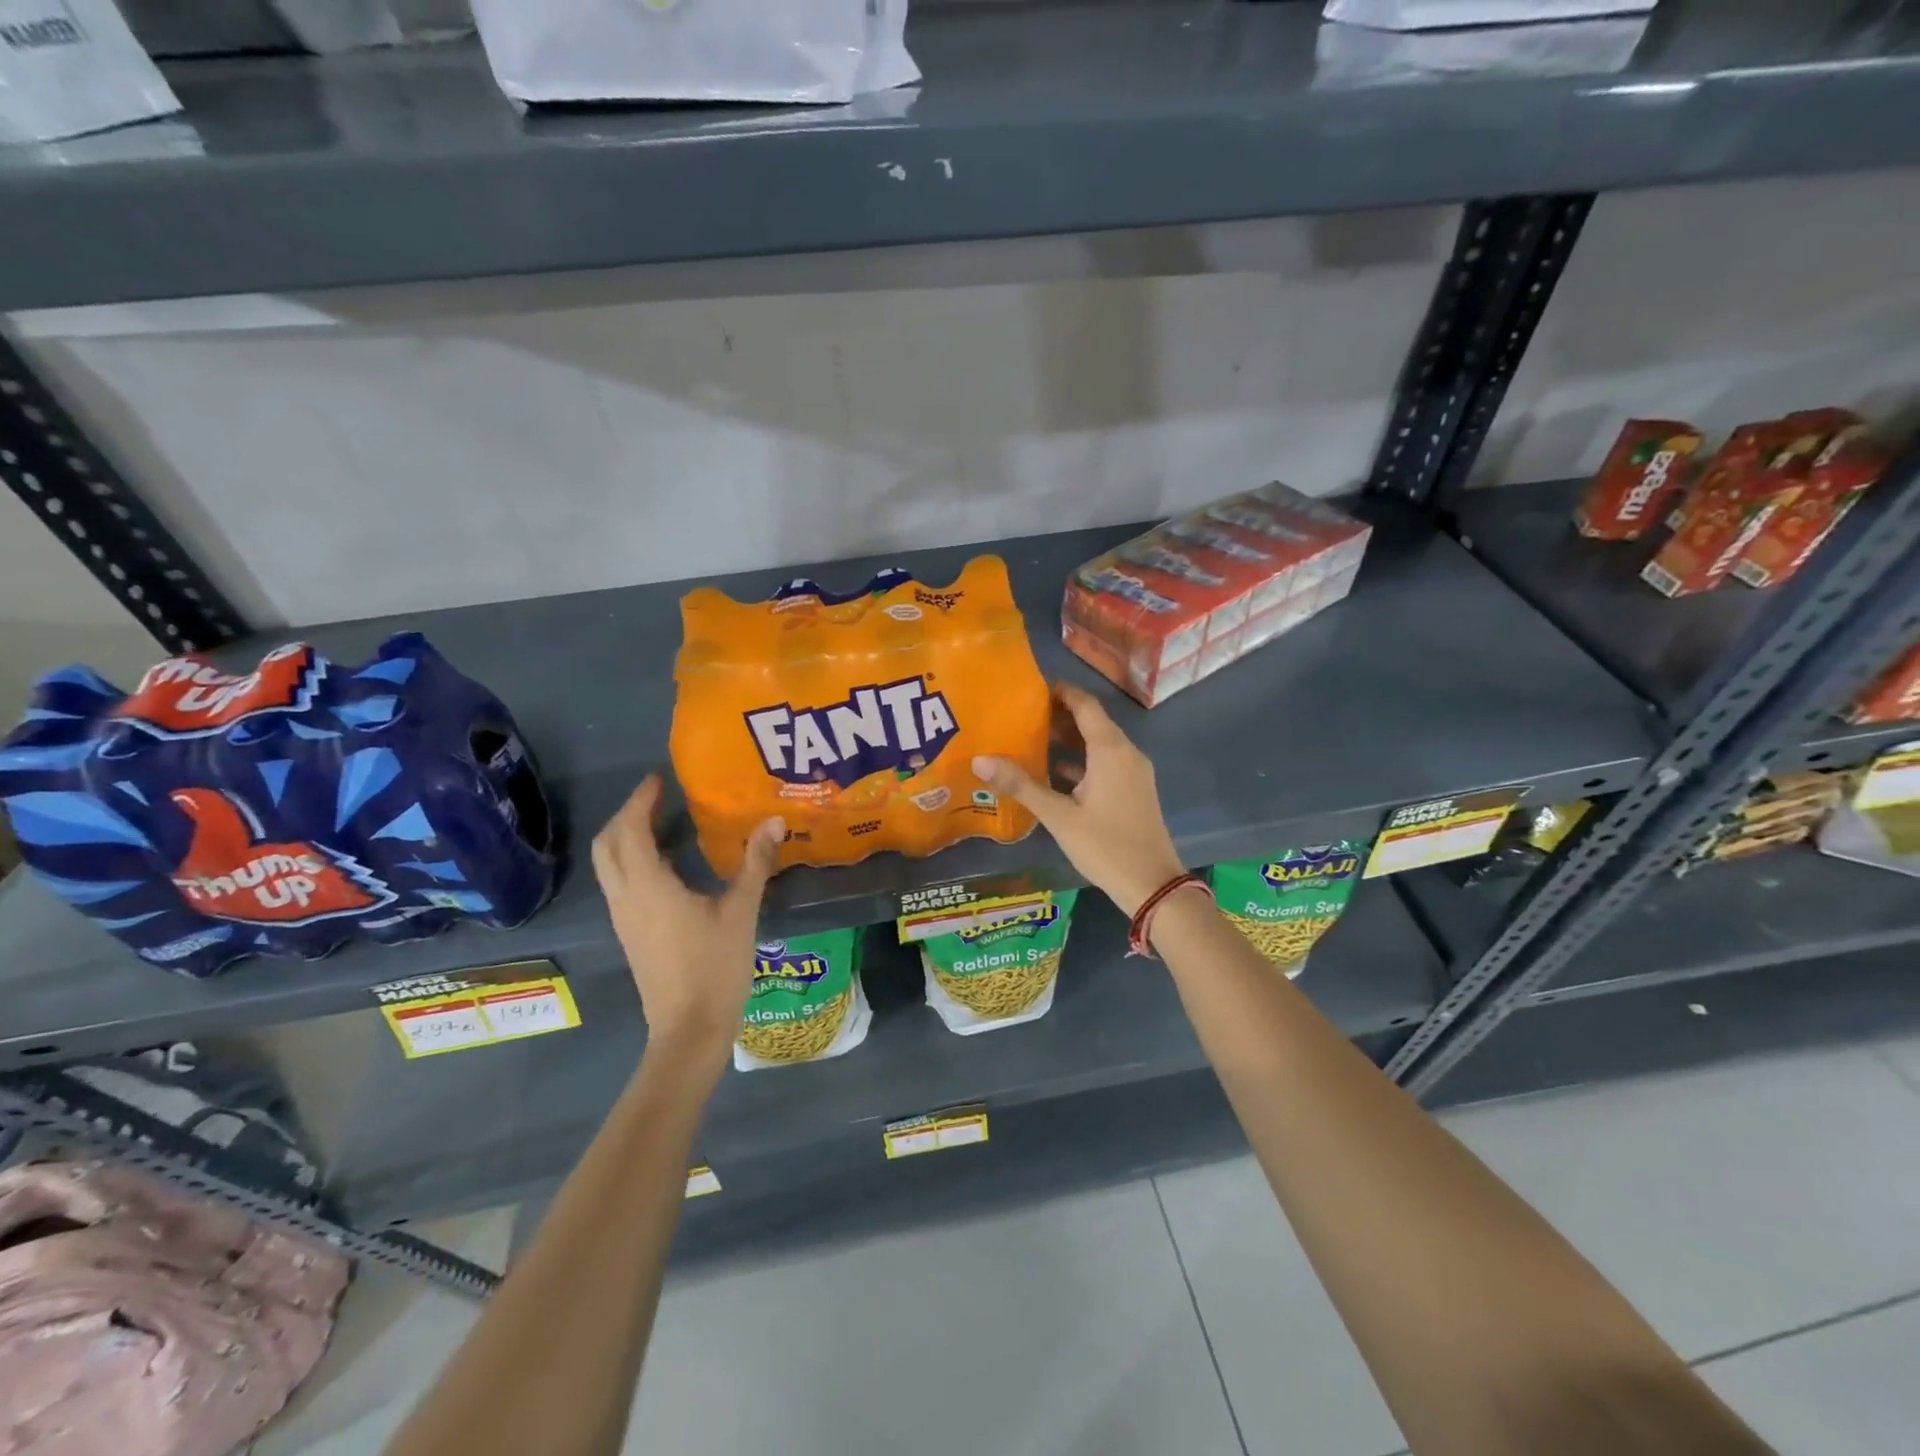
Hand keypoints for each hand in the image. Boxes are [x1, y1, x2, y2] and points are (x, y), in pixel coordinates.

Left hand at [591, 775, 784, 1064]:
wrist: (689, 1030)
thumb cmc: (715, 967)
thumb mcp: (741, 911)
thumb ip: (755, 863)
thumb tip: (773, 821)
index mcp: (649, 886)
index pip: (630, 830)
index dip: (640, 800)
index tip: (659, 779)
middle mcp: (626, 897)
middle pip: (607, 845)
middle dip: (627, 815)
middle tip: (657, 798)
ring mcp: (624, 918)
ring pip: (609, 865)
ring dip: (626, 837)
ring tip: (662, 822)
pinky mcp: (630, 934)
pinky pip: (620, 883)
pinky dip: (632, 860)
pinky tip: (667, 864)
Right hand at [973, 682, 1186, 916]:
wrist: (1152, 885)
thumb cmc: (1105, 845)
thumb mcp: (1058, 816)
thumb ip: (1021, 785)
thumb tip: (980, 760)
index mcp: (1110, 750)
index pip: (1085, 705)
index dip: (1061, 692)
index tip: (1031, 688)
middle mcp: (1126, 753)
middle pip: (1092, 722)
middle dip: (1059, 715)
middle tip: (1022, 713)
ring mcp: (1133, 773)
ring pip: (1099, 743)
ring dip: (1069, 739)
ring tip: (1031, 737)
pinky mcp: (1133, 790)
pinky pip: (1105, 762)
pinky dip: (1081, 760)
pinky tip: (1053, 771)